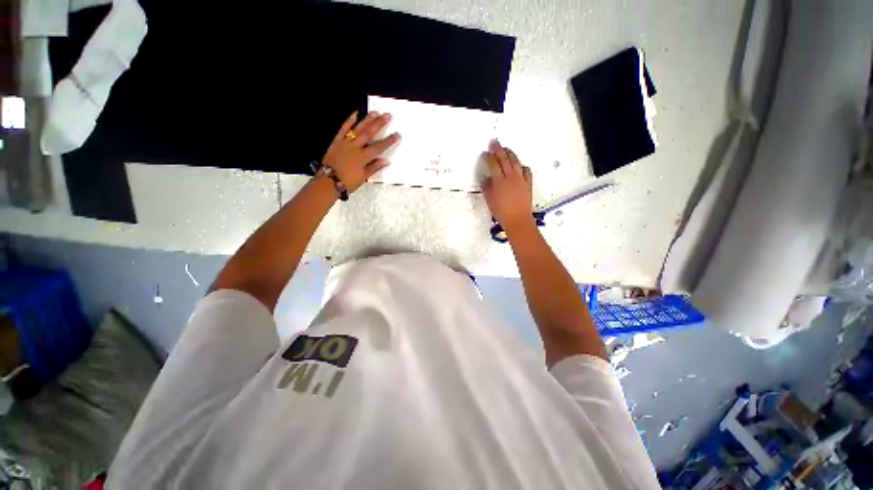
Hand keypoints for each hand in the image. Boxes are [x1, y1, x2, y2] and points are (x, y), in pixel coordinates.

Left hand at [322, 111, 400, 192]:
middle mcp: (356, 147)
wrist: (328, 181)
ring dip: (367, 120)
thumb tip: (385, 161)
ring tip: (375, 112)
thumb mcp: (363, 177)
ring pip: (358, 129)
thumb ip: (374, 167)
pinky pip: (343, 129)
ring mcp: (346, 142)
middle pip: (369, 134)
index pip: (379, 147)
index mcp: (363, 157)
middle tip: (387, 115)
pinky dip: (349, 121)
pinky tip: (355, 114)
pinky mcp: (337, 141)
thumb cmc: (348, 182)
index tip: (397, 134)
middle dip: (379, 124)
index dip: (389, 141)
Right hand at [482, 140, 532, 230]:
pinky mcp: (528, 183)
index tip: (485, 153)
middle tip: (494, 142)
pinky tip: (519, 165)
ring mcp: (521, 179)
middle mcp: (511, 177)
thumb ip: (486, 187)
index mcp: (499, 181)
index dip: (488, 157)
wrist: (518, 220)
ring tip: (506, 149)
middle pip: (504, 158)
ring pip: (516, 161)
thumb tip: (485, 178)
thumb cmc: (502, 212)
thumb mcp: (489, 200)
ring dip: (510, 153)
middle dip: (498, 149)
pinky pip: (526, 170)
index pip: (493, 164)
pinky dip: (521, 165)